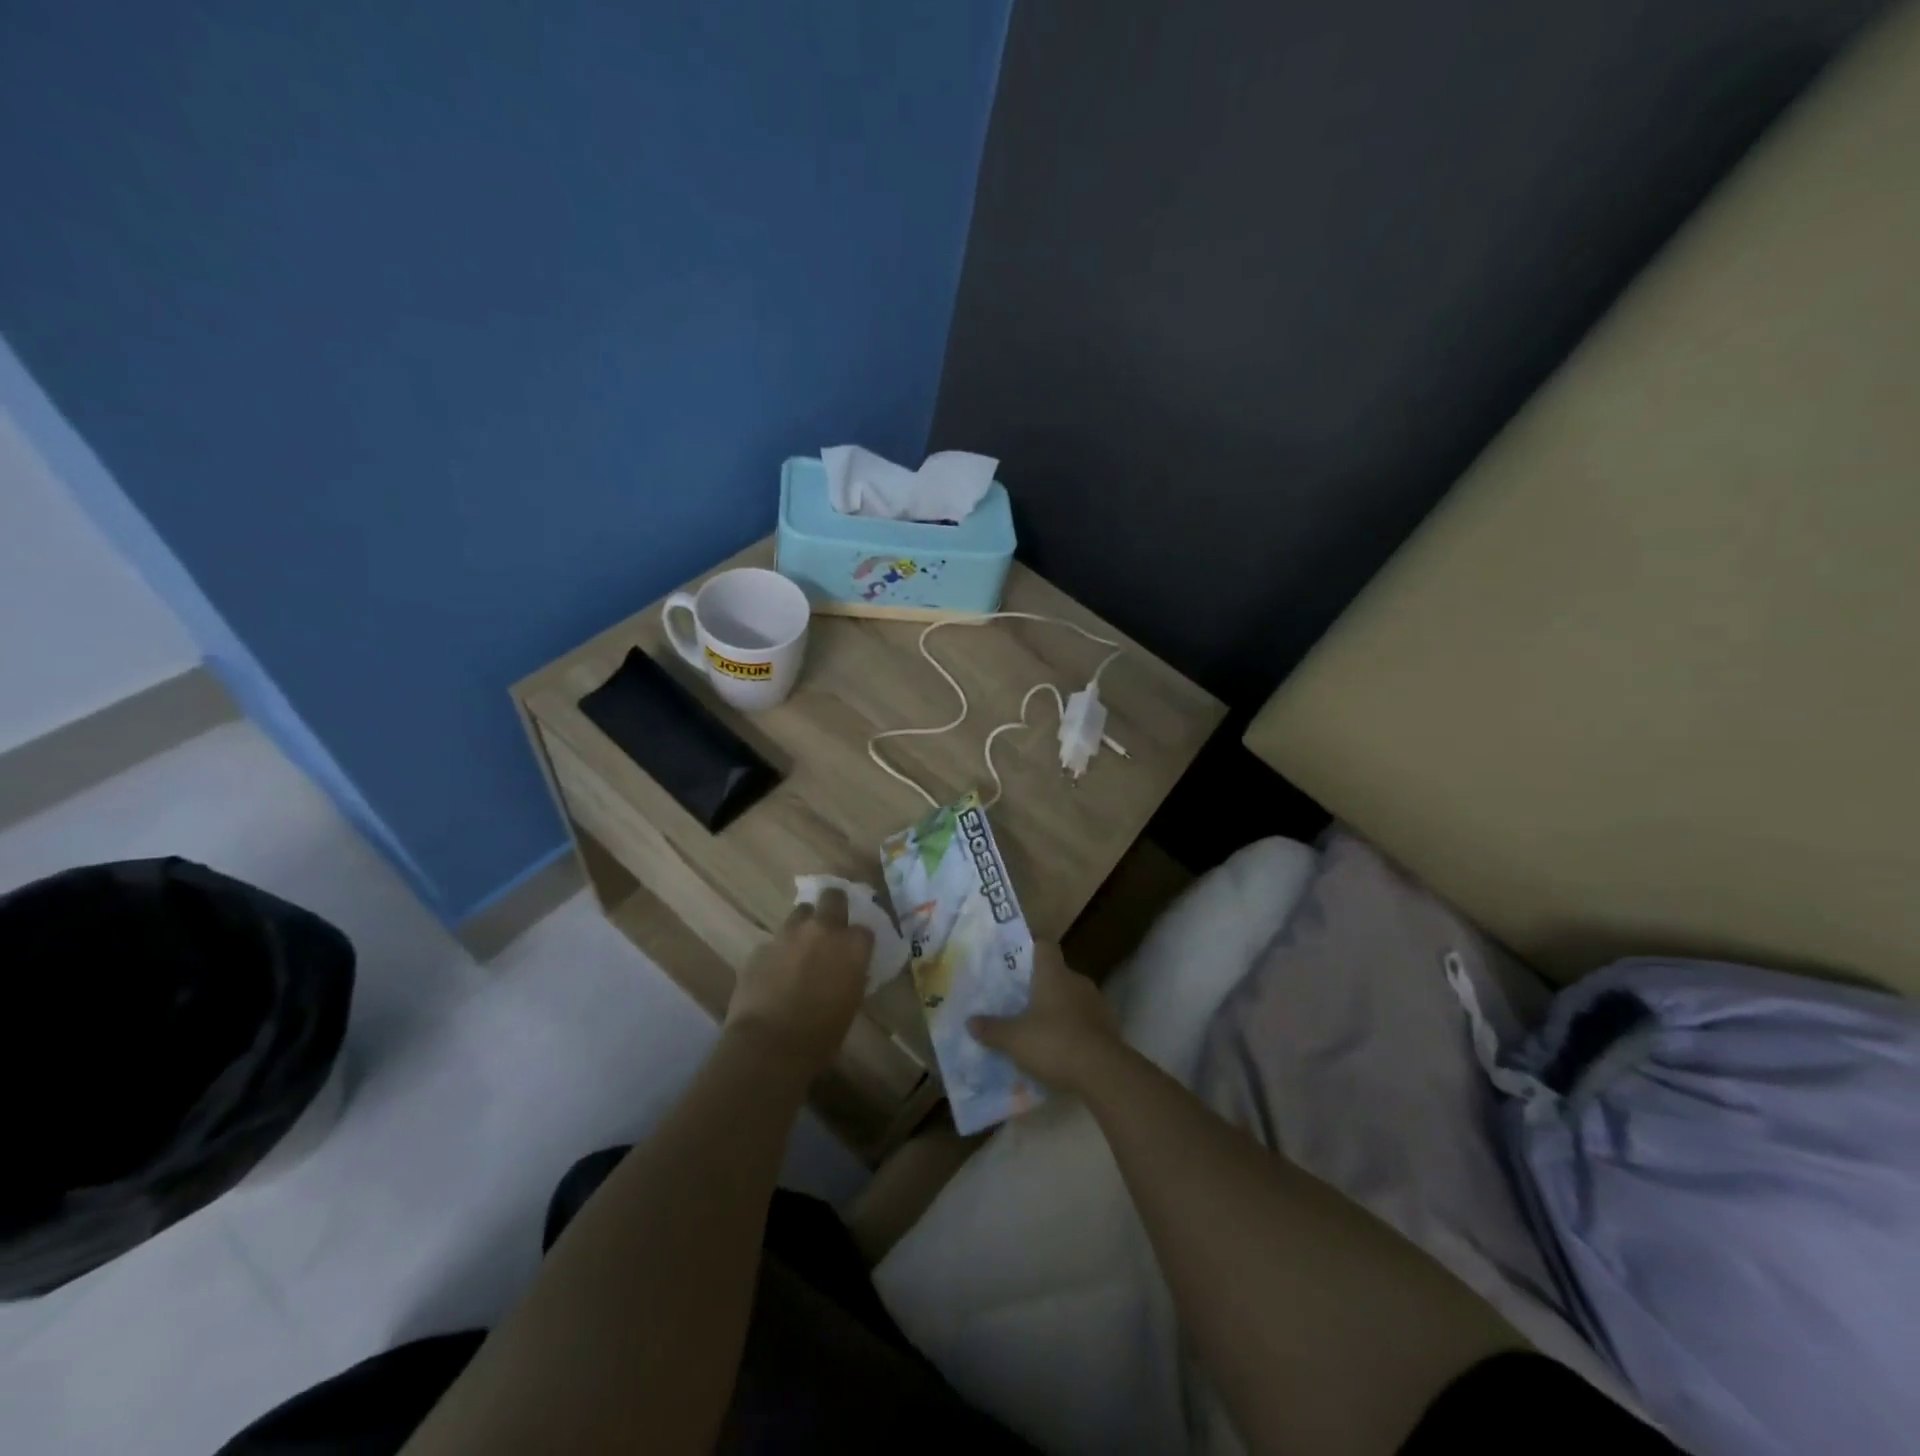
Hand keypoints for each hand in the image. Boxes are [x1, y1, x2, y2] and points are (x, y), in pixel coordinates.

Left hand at [726, 888, 871, 1072]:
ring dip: (803, 927)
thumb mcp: (850, 1003)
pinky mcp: (760, 947)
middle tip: (830, 927)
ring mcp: (788, 934)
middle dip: (833, 906)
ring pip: (800, 913)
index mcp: (852, 945)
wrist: (768, 1046)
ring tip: (800, 950)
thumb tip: (847, 969)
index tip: (855, 952)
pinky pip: (775, 942)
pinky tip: (775, 974)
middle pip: (833, 897)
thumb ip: (851, 975)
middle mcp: (822, 929)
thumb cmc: (821, 1035)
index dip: (859, 940)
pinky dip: (779, 952)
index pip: (864, 929)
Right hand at [969, 942, 1121, 1094]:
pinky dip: (1073, 1029)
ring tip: (1038, 1026)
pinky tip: (1059, 1048)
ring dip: (1058, 1008)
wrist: (1103, 1072)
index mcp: (1054, 973)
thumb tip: (970, 1022)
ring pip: (1071, 997)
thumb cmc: (1054, 1042)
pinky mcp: (1108, 1027)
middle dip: (1040, 985)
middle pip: (1057, 973)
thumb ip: (992, 1029)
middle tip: (1019, 999)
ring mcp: (1096, 1003)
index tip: (1016, 959)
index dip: (1030, 949)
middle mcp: (1077, 981)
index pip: (1044, 946)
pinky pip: (1084, 1021)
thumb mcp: (1014, 1039)